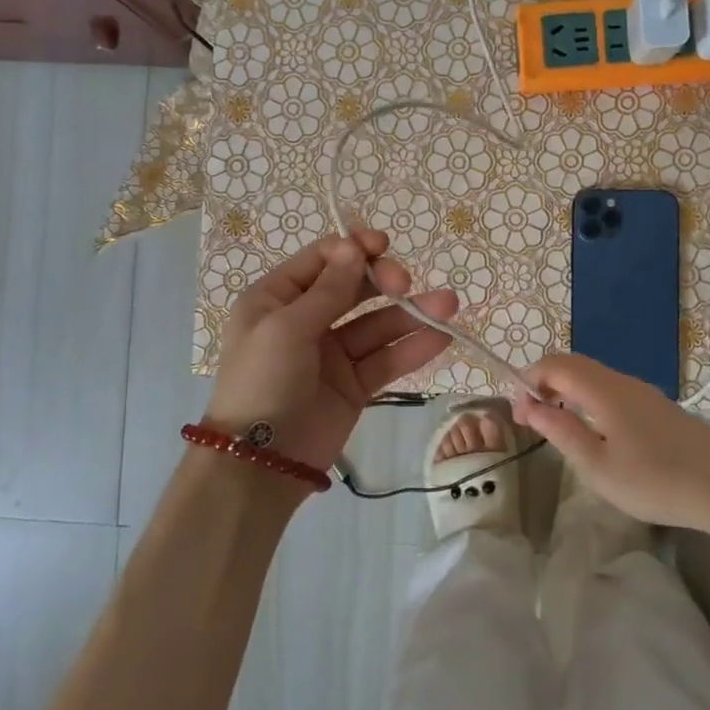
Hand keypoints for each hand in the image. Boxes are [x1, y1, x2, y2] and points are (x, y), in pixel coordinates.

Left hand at [203, 229, 456, 473]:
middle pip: (354, 288)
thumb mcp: (286, 328)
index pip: (322, 260)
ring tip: (449, 305)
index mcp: (276, 299)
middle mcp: (305, 321)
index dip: (353, 249)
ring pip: (377, 325)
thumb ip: (328, 289)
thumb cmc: (263, 381)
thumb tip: (354, 247)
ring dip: (411, 313)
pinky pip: (386, 359)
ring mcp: (332, 354)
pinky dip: (412, 348)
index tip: (382, 246)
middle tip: (405, 283)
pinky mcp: (354, 385)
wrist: (261, 462)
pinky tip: (441, 337)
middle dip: (383, 281)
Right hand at [512, 353, 709, 544]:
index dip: (529, 379)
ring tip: (557, 423)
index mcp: (603, 390)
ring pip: (594, 375)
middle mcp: (622, 381)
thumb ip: (559, 431)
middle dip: (545, 381)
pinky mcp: (658, 406)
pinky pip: (611, 388)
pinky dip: (588, 397)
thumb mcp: (597, 465)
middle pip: (574, 364)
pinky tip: (594, 428)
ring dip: (567, 389)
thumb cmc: (655, 481)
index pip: (555, 364)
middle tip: (532, 415)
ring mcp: (643, 392)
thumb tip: (527, 406)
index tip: (518, 411)